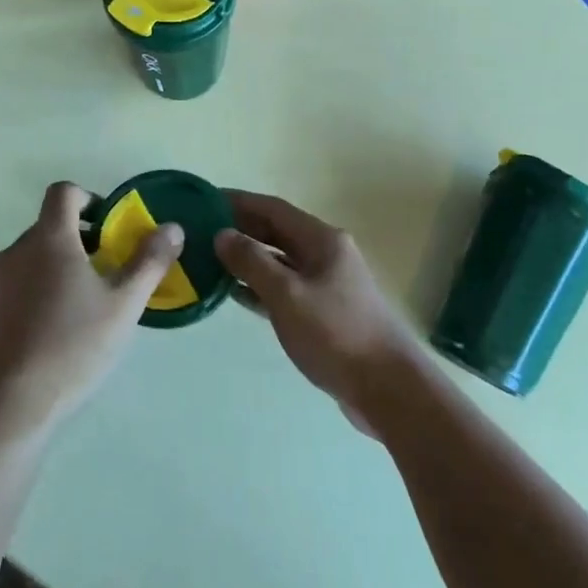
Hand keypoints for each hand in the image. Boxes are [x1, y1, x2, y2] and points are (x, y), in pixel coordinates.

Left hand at [0, 182, 183, 444]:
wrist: (7, 409)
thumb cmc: (72, 347)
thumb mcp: (124, 305)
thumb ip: (150, 261)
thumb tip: (172, 227)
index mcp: (49, 239)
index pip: (63, 192)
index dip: (89, 199)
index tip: (109, 229)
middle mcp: (15, 252)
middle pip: (49, 227)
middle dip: (80, 240)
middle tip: (107, 273)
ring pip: (31, 259)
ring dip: (57, 268)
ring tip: (81, 307)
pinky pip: (14, 288)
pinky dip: (34, 294)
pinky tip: (51, 333)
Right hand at [214, 191, 424, 428]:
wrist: (387, 387)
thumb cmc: (335, 334)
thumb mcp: (287, 295)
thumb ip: (253, 262)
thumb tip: (222, 234)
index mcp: (321, 240)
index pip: (273, 208)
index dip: (239, 202)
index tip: (204, 200)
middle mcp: (325, 254)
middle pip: (276, 232)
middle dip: (241, 229)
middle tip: (200, 230)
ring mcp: (326, 283)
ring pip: (279, 261)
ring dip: (248, 259)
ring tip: (209, 259)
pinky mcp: (323, 312)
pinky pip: (284, 288)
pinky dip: (260, 286)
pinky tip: (235, 294)